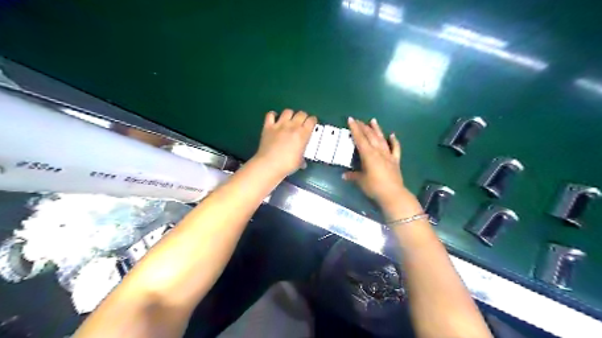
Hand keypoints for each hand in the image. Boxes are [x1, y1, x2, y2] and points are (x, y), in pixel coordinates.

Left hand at [253, 108, 316, 177]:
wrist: (269, 165)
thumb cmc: (287, 165)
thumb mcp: (299, 162)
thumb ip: (302, 158)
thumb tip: (302, 162)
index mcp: (303, 134)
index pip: (312, 120)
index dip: (313, 121)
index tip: (312, 125)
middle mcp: (292, 126)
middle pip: (301, 113)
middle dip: (303, 117)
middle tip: (302, 123)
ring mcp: (279, 125)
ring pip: (287, 111)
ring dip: (290, 115)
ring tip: (289, 120)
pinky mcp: (268, 126)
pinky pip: (271, 114)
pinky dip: (273, 115)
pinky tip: (275, 120)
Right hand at [343, 116, 409, 205]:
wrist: (393, 194)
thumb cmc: (374, 187)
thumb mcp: (361, 181)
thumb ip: (353, 176)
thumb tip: (344, 175)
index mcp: (368, 154)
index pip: (360, 138)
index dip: (355, 128)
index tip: (351, 119)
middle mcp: (378, 151)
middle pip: (370, 136)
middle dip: (363, 127)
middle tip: (358, 120)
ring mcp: (388, 155)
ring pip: (381, 139)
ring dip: (377, 129)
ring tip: (373, 120)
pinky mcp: (395, 160)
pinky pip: (395, 148)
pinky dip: (394, 141)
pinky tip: (392, 135)